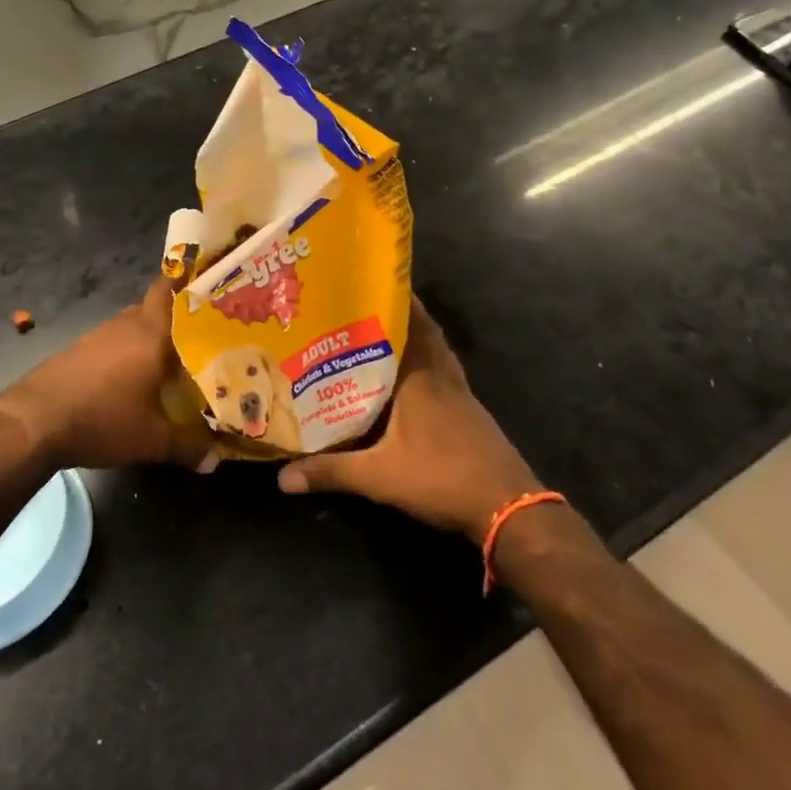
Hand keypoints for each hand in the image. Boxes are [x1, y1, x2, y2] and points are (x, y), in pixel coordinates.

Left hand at [0, 280, 216, 471]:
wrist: (33, 422)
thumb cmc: (102, 420)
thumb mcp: (152, 440)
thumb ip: (188, 447)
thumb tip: (215, 460)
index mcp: (151, 333)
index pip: (168, 288)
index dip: (186, 281)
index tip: (207, 286)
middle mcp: (125, 325)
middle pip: (153, 308)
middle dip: (174, 319)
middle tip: (199, 335)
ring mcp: (97, 336)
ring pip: (131, 327)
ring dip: (147, 339)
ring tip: (168, 360)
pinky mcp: (76, 351)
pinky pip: (110, 343)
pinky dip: (124, 353)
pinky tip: (128, 379)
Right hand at [278, 299, 540, 541]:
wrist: (508, 507)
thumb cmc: (442, 478)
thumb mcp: (379, 477)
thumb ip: (331, 472)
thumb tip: (283, 477)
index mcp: (419, 378)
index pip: (406, 325)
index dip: (389, 300)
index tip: (364, 282)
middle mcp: (440, 375)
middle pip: (424, 331)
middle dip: (400, 312)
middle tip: (367, 301)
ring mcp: (459, 393)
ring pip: (436, 350)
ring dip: (416, 335)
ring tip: (384, 328)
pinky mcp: (468, 411)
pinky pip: (443, 371)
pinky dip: (426, 361)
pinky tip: (408, 374)